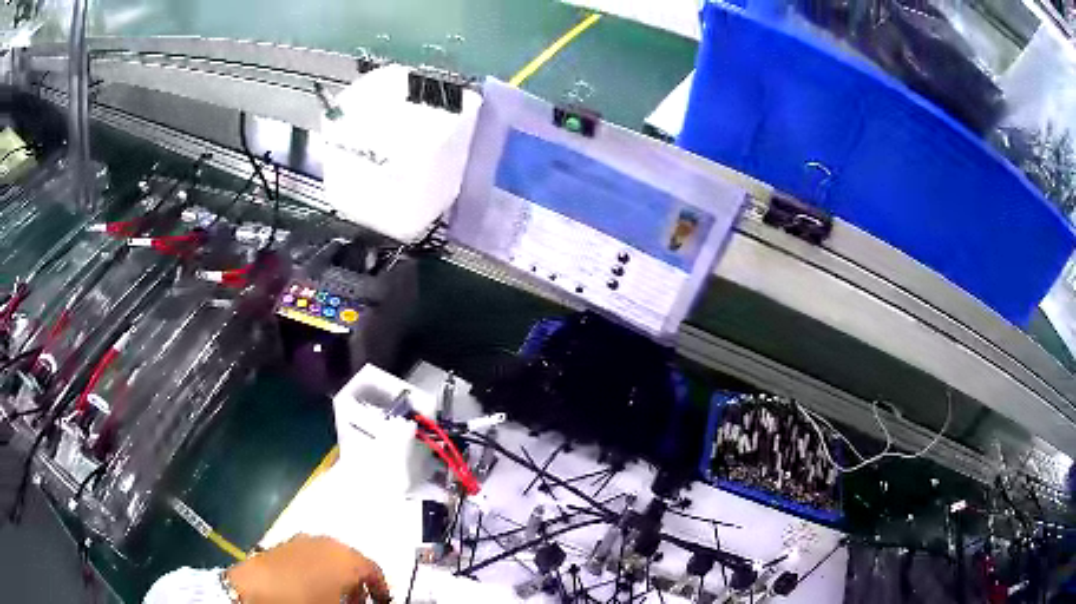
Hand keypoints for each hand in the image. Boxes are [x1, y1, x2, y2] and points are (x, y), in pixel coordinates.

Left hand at [226, 535, 390, 603]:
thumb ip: (355, 603)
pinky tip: (313, 587)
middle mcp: (328, 543)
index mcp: (346, 558)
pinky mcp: (286, 544)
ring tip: (336, 597)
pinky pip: (312, 556)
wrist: (255, 589)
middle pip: (353, 562)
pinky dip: (319, 570)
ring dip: (338, 577)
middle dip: (359, 584)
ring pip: (331, 558)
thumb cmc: (303, 600)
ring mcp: (304, 540)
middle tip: (359, 603)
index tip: (383, 602)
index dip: (382, 589)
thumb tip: (360, 601)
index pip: (374, 570)